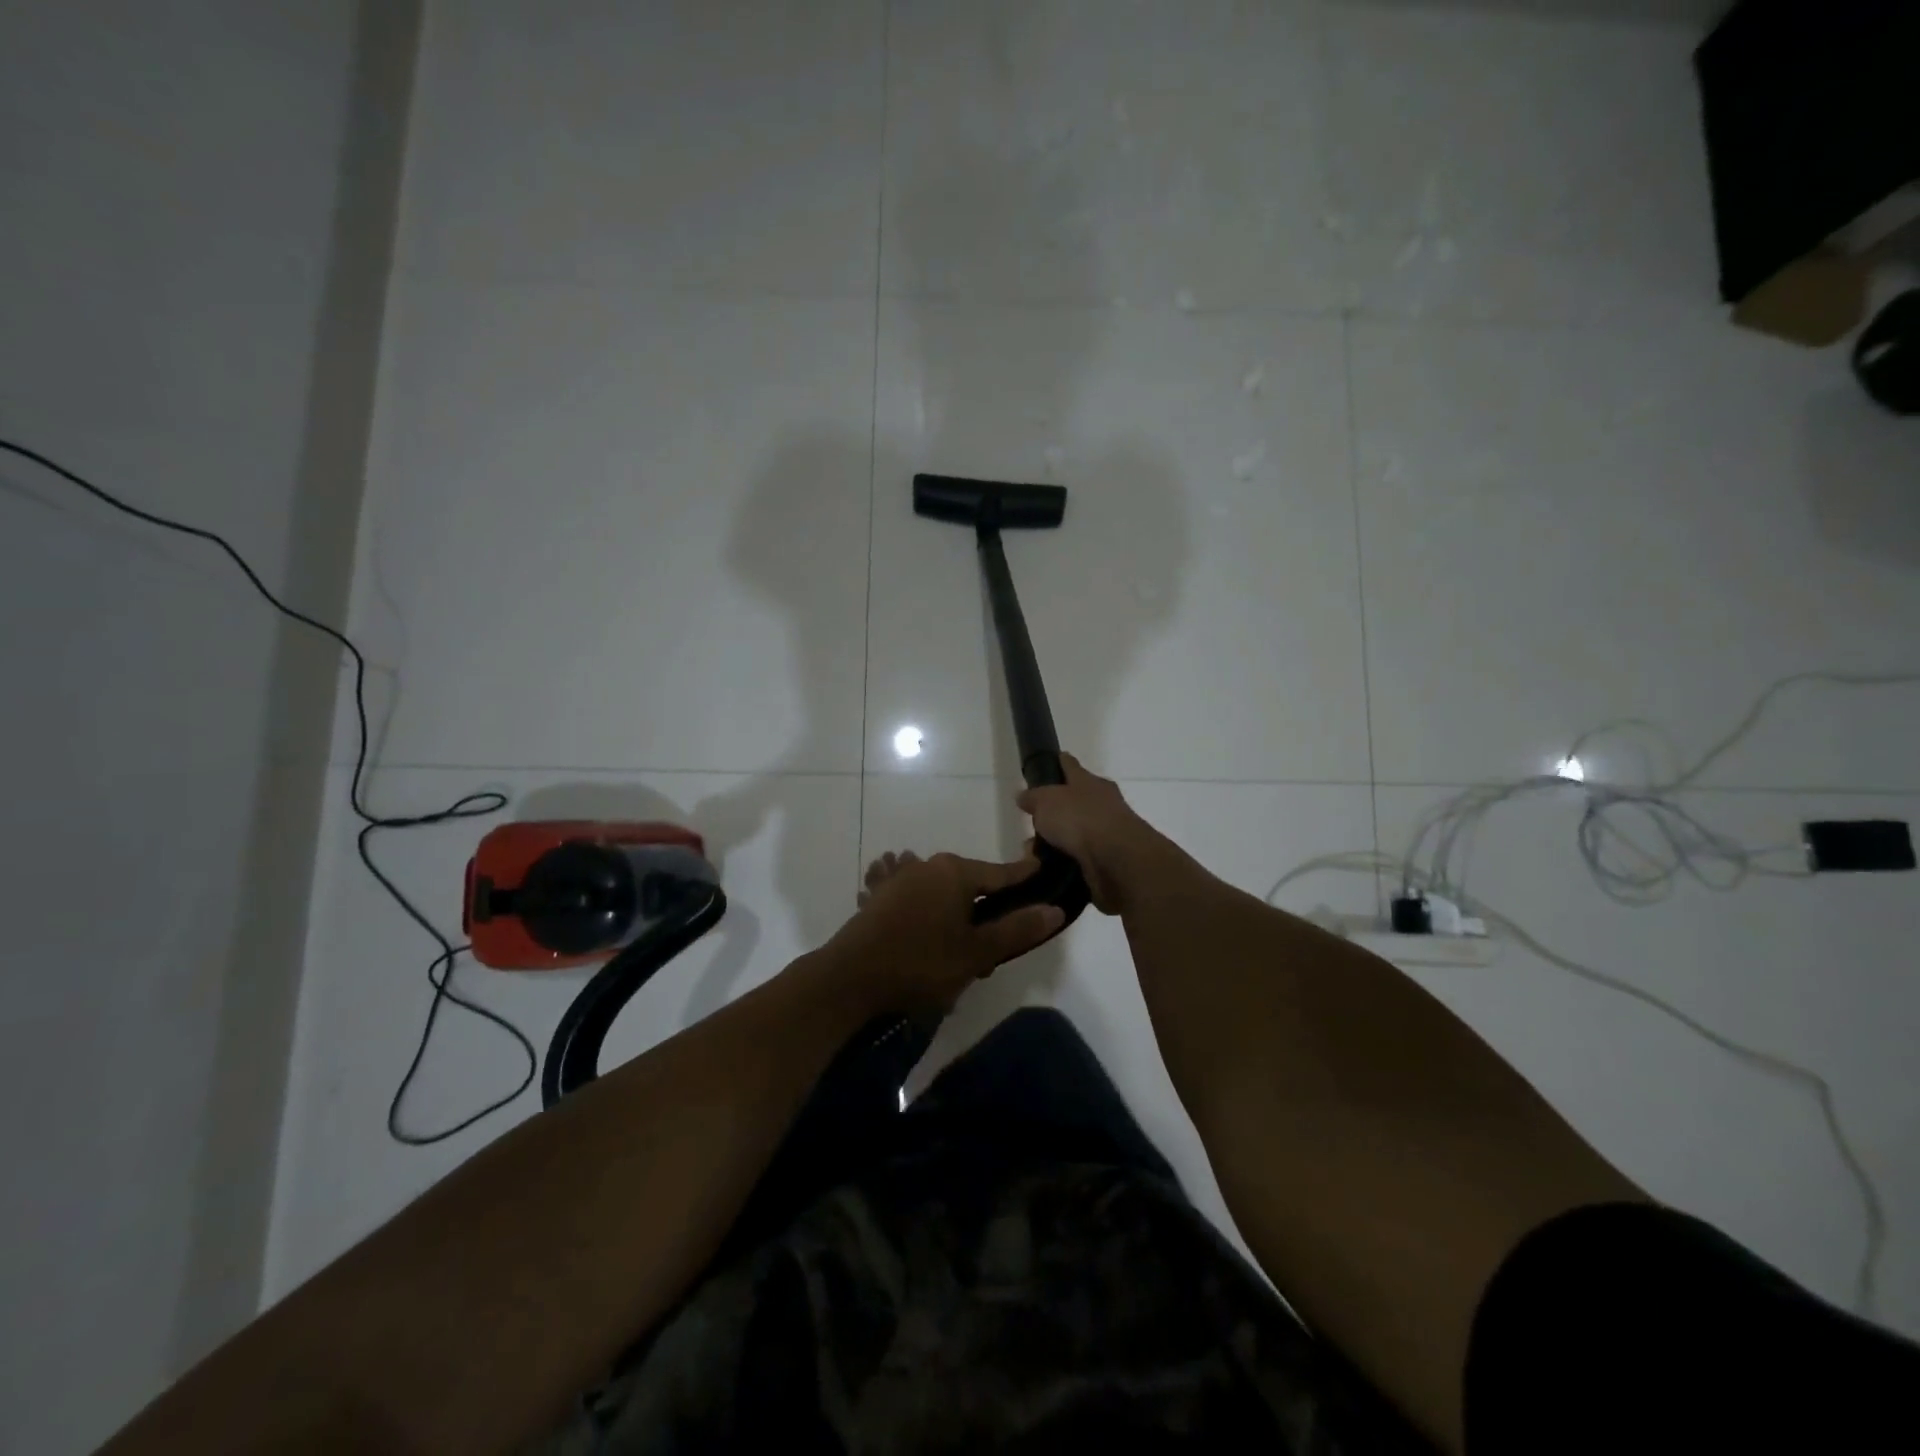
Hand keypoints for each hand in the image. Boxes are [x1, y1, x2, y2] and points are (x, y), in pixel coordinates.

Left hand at [820, 851, 1065, 1015]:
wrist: (851, 977)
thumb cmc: (921, 962)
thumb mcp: (976, 952)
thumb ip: (1016, 929)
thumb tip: (1054, 909)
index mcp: (954, 871)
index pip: (1000, 872)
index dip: (1024, 876)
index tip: (1042, 871)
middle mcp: (926, 865)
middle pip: (968, 882)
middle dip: (983, 907)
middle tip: (992, 946)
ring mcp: (898, 879)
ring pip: (937, 889)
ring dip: (950, 909)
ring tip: (955, 943)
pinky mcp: (878, 897)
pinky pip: (909, 896)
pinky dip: (920, 907)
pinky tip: (916, 920)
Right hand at [1016, 754, 1164, 913]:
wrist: (1117, 860)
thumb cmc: (1080, 819)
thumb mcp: (1046, 801)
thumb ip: (1033, 798)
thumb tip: (1023, 796)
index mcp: (1090, 782)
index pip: (1071, 766)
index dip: (1060, 762)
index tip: (1053, 760)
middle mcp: (1102, 803)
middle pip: (1075, 801)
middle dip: (1054, 811)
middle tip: (1033, 820)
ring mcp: (1107, 833)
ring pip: (1075, 833)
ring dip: (1057, 841)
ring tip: (1032, 852)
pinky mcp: (1108, 861)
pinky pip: (1079, 858)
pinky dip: (1064, 862)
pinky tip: (1046, 869)